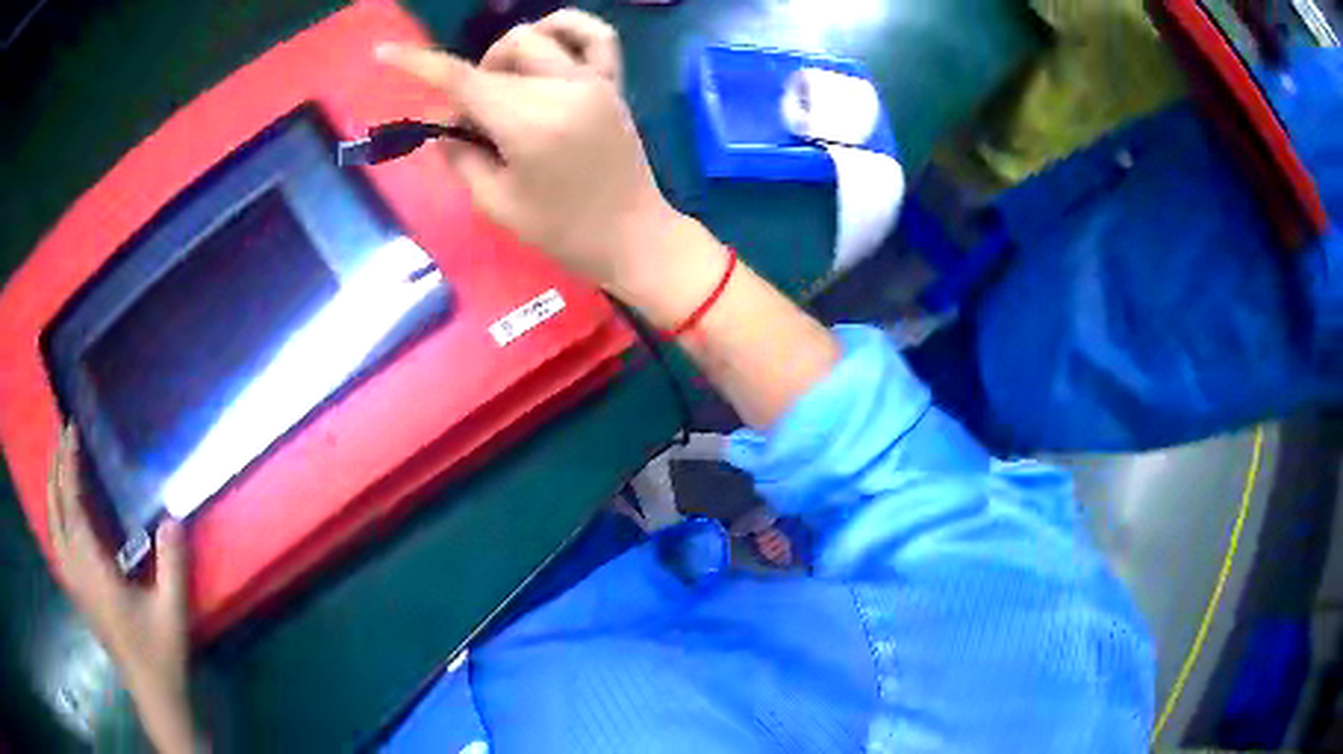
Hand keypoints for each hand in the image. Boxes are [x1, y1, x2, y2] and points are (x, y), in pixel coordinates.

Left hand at [47, 424, 197, 751]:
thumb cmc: (160, 652)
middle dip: (56, 469)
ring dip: (52, 490)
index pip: (73, 506)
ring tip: (57, 464)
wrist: (152, 693)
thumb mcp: (172, 610)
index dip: (69, 466)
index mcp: (95, 571)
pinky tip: (60, 512)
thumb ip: (172, 563)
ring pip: (52, 526)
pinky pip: (57, 543)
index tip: (71, 431)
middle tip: (62, 435)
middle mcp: (77, 572)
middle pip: (56, 510)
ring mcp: (74, 584)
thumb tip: (173, 516)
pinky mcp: (77, 593)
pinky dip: (54, 515)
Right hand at [376, 11, 684, 294]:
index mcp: (529, 123)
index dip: (419, 64)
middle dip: (473, 82)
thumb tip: (442, 124)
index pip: (462, 80)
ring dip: (508, 54)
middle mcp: (561, 88)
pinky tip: (549, 48)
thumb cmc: (563, 232)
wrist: (633, 236)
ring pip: (538, 35)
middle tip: (473, 122)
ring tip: (507, 89)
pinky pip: (596, 35)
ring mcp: (593, 81)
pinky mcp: (614, 83)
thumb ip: (461, 156)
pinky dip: (566, 29)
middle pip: (499, 55)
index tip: (385, 52)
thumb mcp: (496, 203)